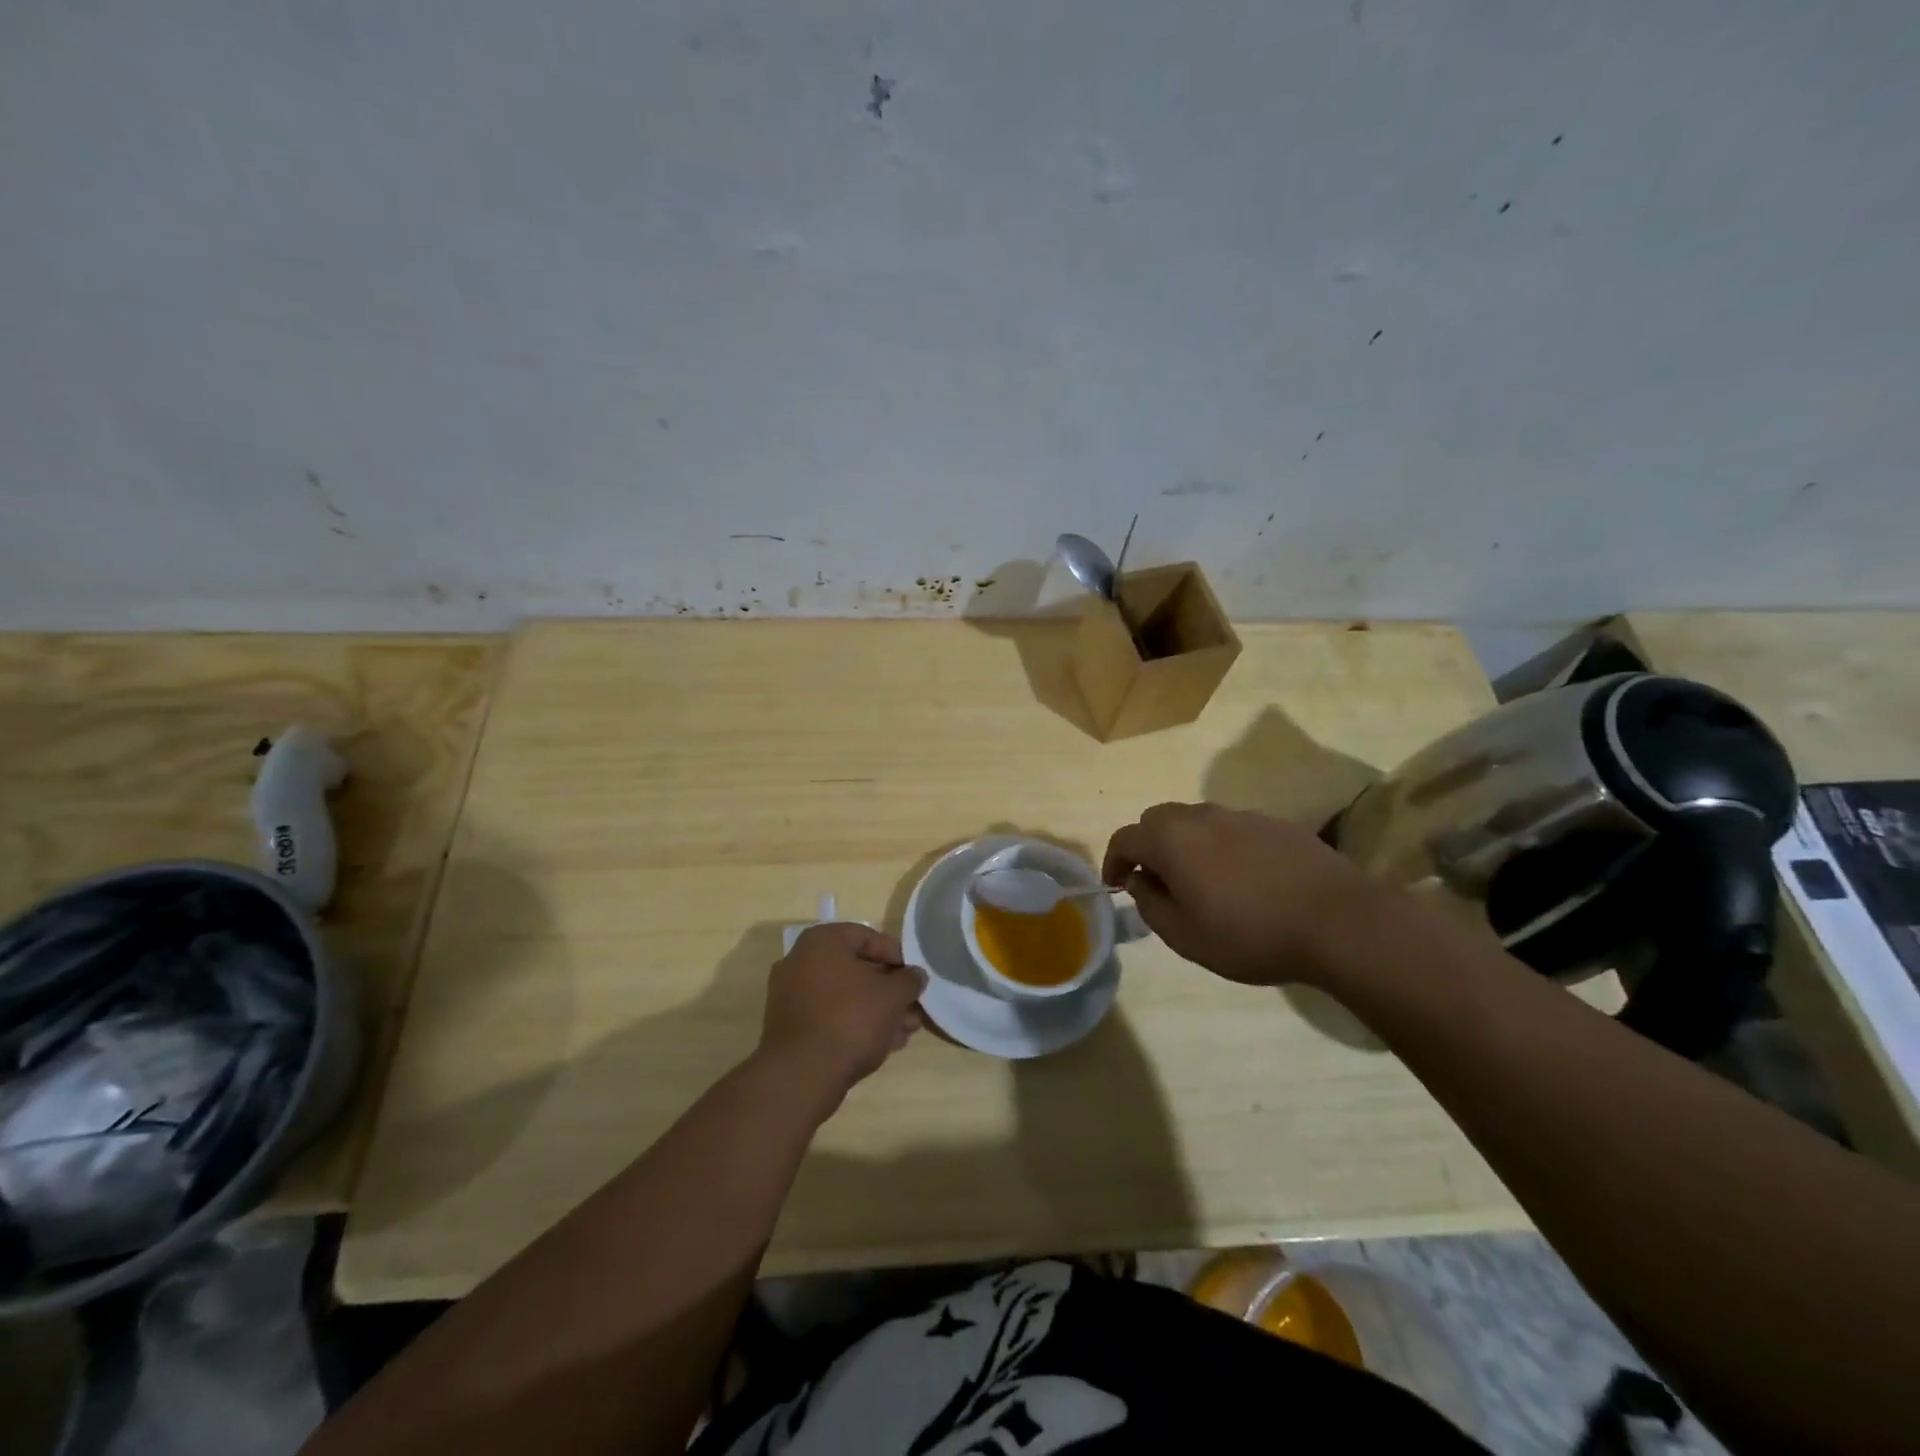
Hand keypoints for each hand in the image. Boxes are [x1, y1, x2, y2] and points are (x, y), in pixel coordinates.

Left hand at [757, 923, 925, 1114]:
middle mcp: (801, 961)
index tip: (915, 977)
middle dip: (889, 989)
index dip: (897, 955)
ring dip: (878, 1010)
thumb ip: (909, 980)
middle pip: (857, 969)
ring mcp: (792, 995)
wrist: (801, 1075)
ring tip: (905, 1030)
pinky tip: (884, 1044)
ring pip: (845, 996)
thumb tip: (916, 975)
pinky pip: (830, 1016)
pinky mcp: (791, 1027)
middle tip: (913, 1007)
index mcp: (822, 941)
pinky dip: (856, 1024)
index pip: (868, 936)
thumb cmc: (850, 1019)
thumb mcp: (892, 996)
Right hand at [1102, 802, 1383, 986]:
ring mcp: (1241, 816)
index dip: (1114, 861)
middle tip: (1157, 882)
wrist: (1338, 922)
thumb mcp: (1186, 936)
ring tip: (1201, 882)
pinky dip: (1222, 846)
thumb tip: (1139, 881)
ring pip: (1196, 821)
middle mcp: (1201, 817)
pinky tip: (1244, 880)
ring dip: (1186, 844)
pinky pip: (1232, 828)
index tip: (1117, 886)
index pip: (1125, 837)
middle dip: (1148, 846)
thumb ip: (1151, 904)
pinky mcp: (1275, 824)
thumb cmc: (1251, 934)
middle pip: (1158, 820)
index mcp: (1172, 840)